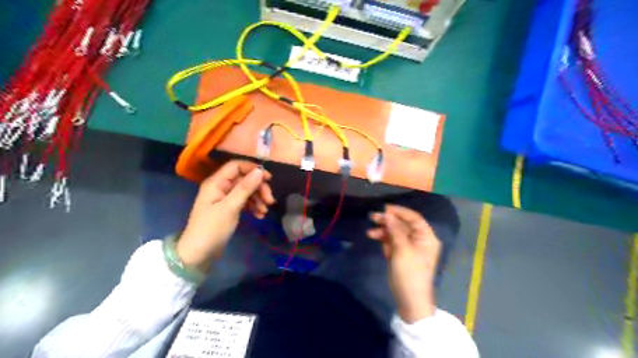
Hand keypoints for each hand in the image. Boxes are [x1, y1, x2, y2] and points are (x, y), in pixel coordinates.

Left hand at [177, 160, 273, 271]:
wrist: (199, 254)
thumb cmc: (212, 229)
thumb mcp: (230, 207)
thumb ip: (245, 188)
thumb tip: (260, 171)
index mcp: (216, 182)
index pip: (236, 166)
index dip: (253, 169)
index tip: (269, 179)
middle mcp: (220, 187)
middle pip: (244, 179)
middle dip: (258, 188)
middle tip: (270, 201)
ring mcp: (225, 198)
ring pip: (246, 191)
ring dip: (258, 198)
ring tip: (265, 211)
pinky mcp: (229, 209)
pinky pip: (244, 202)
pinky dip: (253, 206)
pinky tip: (260, 215)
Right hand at [366, 204, 442, 323]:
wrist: (410, 300)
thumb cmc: (409, 273)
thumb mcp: (402, 249)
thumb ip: (395, 230)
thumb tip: (388, 214)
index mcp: (426, 237)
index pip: (414, 218)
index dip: (399, 211)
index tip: (384, 208)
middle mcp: (419, 240)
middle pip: (403, 225)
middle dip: (388, 221)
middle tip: (372, 217)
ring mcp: (410, 248)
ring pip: (395, 233)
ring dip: (383, 231)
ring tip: (370, 232)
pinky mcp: (401, 255)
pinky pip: (392, 242)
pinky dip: (384, 240)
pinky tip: (375, 239)